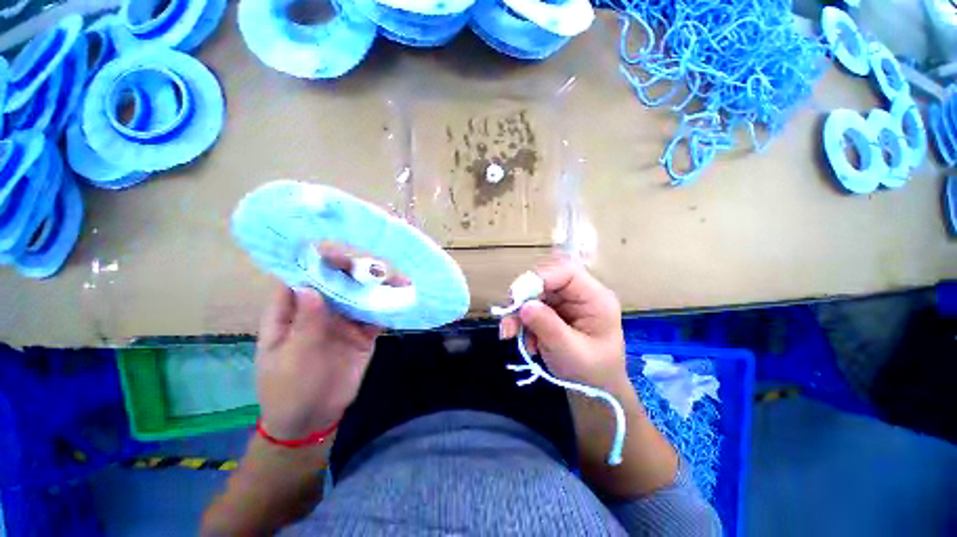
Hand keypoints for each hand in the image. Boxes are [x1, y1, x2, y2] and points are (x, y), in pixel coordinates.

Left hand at [257, 247, 390, 438]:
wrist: (314, 419)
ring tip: (398, 279)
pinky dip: (389, 306)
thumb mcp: (292, 358)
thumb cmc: (289, 389)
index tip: (337, 253)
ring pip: (360, 295)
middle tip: (376, 266)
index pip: (301, 278)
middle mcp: (320, 309)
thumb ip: (305, 324)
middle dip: (355, 270)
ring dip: (378, 286)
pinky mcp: (363, 332)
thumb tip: (310, 286)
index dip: (317, 262)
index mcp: (292, 311)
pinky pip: (376, 314)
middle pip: (337, 281)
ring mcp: (344, 320)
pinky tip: (403, 297)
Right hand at [500, 256, 626, 391]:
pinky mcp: (554, 310)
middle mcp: (580, 294)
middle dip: (523, 299)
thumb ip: (548, 326)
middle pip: (546, 281)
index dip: (540, 278)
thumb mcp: (570, 352)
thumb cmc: (591, 373)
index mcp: (595, 298)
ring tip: (510, 335)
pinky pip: (531, 306)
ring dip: (519, 313)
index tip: (518, 298)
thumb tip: (523, 305)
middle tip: (509, 322)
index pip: (567, 272)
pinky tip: (527, 342)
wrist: (595, 390)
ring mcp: (566, 302)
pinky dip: (522, 322)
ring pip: (534, 294)